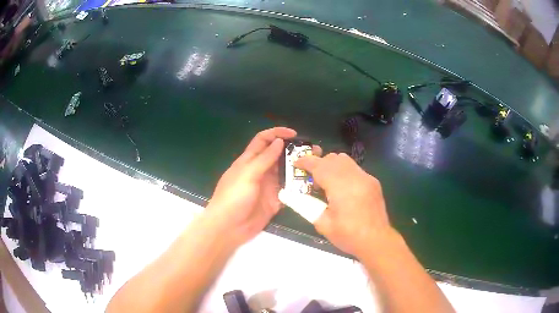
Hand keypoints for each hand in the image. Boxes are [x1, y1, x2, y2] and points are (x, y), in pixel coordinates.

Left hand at [205, 127, 320, 246]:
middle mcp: (261, 170)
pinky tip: (312, 184)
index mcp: (250, 160)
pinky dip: (299, 186)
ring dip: (299, 168)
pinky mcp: (275, 200)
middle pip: (278, 155)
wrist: (229, 227)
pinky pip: (289, 190)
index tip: (294, 134)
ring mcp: (269, 186)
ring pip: (286, 172)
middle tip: (313, 150)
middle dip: (294, 150)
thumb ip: (264, 158)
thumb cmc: (233, 197)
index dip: (277, 133)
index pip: (263, 140)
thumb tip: (279, 141)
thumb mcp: (247, 174)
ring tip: (317, 165)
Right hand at [295, 153, 392, 257]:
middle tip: (311, 180)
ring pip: (345, 160)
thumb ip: (306, 206)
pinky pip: (355, 168)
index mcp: (341, 187)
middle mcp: (355, 177)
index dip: (305, 162)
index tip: (296, 164)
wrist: (377, 241)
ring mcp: (366, 177)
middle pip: (333, 158)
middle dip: (319, 164)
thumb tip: (292, 195)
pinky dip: (344, 172)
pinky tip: (343, 189)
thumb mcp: (323, 224)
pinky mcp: (373, 182)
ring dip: (332, 166)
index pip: (320, 165)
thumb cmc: (348, 235)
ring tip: (327, 183)